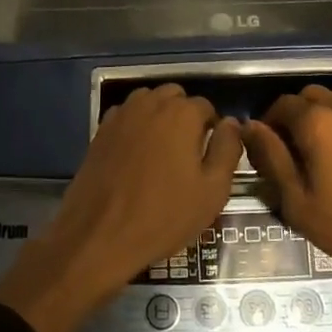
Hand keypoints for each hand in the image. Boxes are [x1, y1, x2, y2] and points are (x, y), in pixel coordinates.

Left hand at [0, 85, 240, 331]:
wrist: (100, 235)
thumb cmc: (164, 216)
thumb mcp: (212, 190)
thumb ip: (227, 149)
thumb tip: (231, 123)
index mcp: (181, 114)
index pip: (206, 107)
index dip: (212, 129)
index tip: (210, 156)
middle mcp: (151, 104)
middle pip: (175, 96)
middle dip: (185, 116)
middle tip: (187, 153)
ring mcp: (122, 115)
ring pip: (148, 101)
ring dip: (159, 115)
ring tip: (162, 151)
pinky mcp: (101, 130)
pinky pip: (125, 115)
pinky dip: (135, 124)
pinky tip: (136, 153)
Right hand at [242, 86, 331, 331]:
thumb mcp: (300, 203)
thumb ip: (272, 158)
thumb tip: (250, 127)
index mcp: (316, 121)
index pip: (279, 106)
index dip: (267, 124)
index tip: (266, 149)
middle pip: (308, 97)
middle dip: (294, 117)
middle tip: (293, 152)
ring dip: (322, 115)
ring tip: (323, 150)